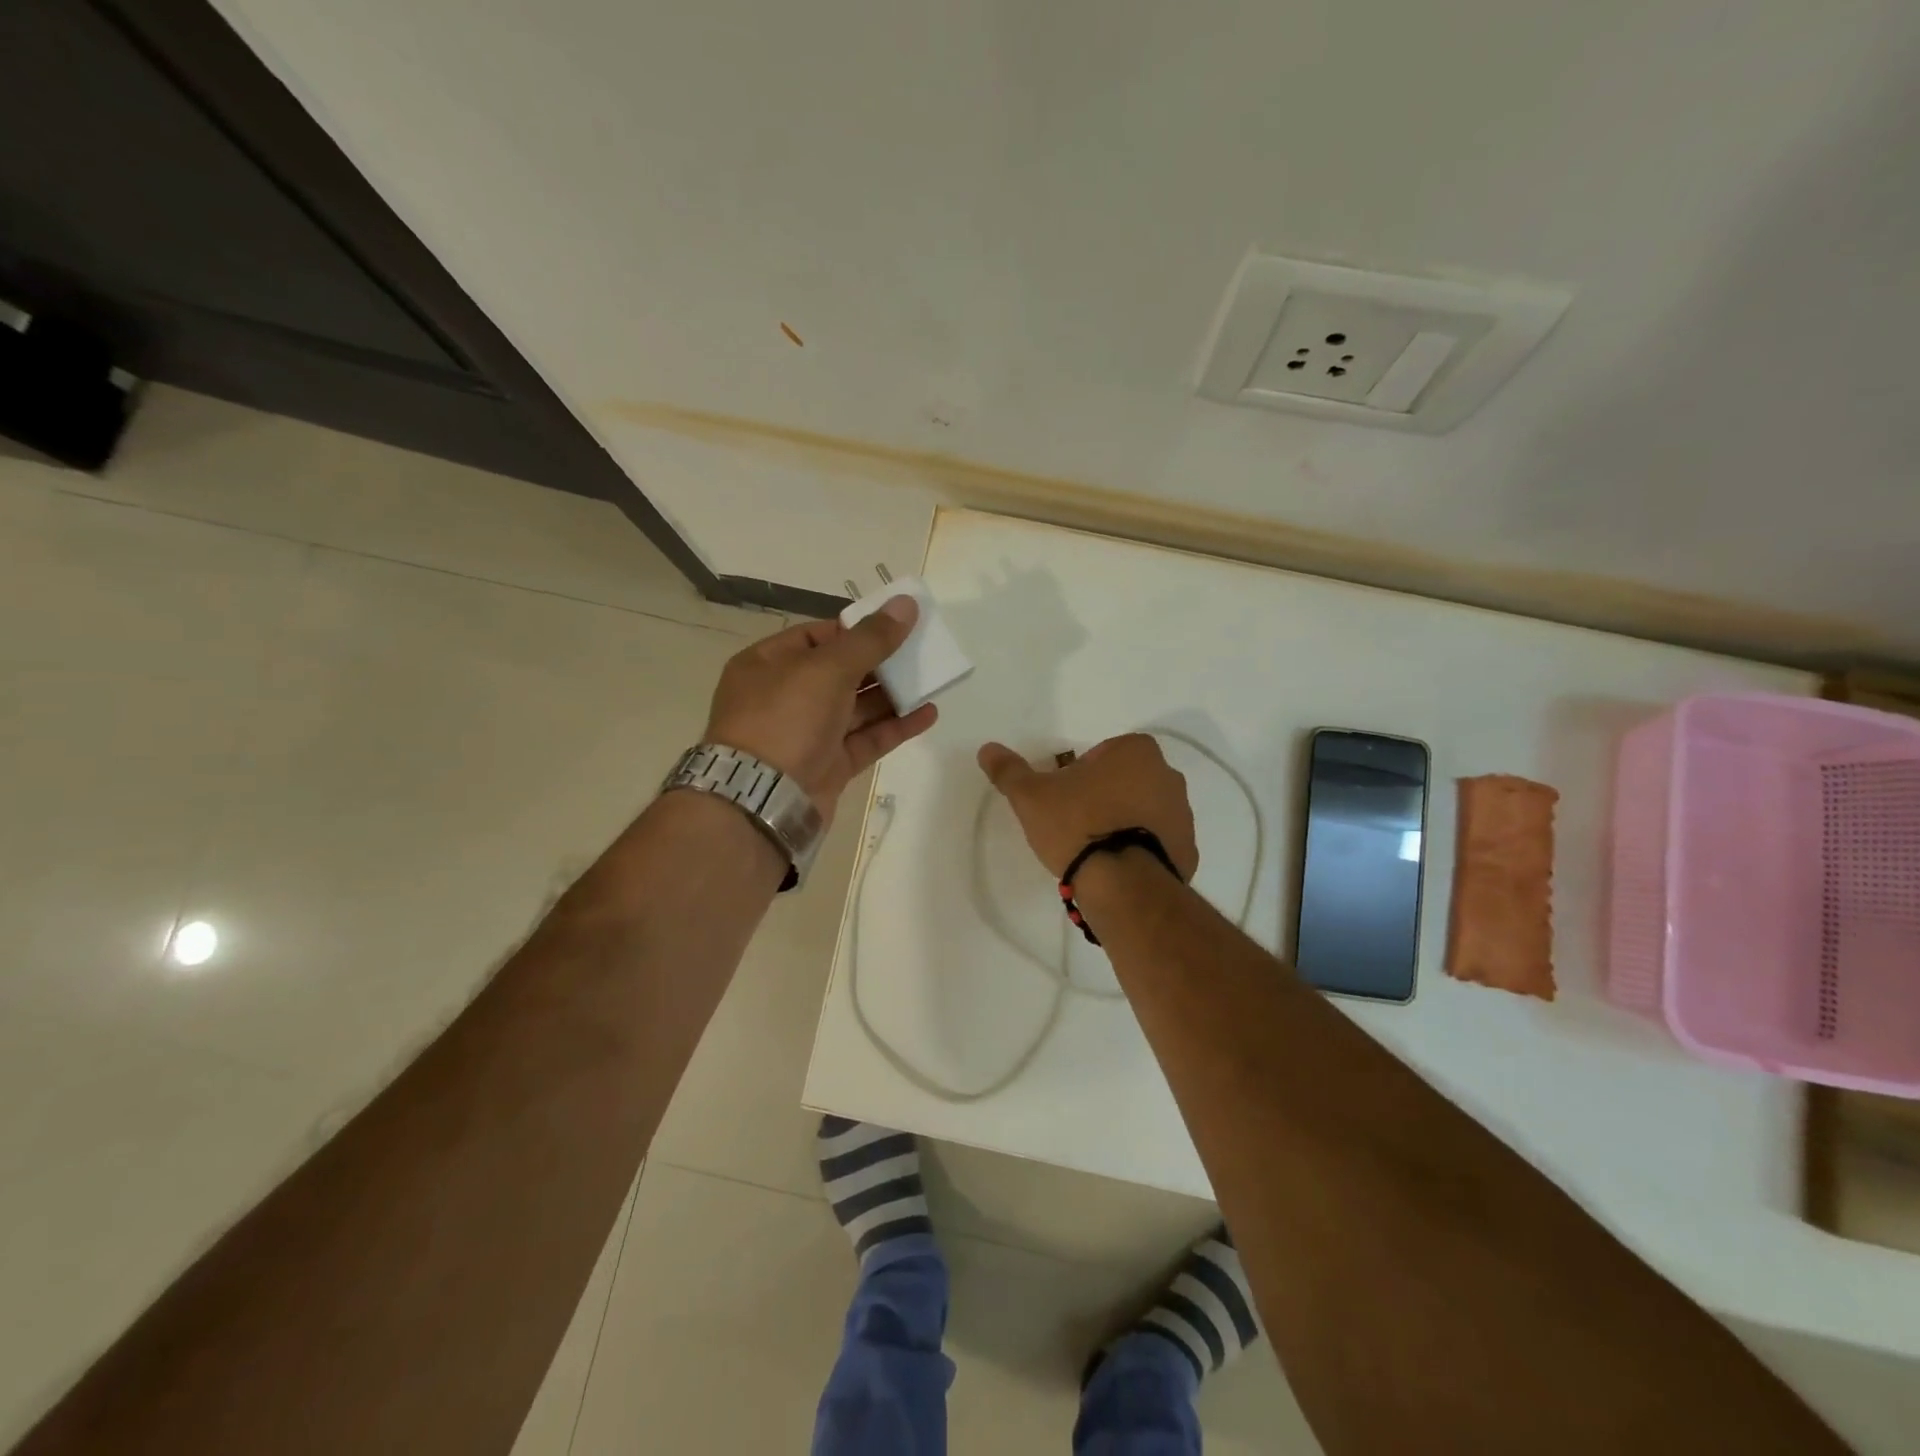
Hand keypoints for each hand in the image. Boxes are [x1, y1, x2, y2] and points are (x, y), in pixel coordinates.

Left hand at [705, 597, 936, 819]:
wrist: (762, 799)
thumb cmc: (785, 718)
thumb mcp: (827, 668)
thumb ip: (870, 638)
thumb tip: (906, 604)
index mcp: (768, 664)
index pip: (817, 636)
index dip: (856, 629)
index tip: (895, 625)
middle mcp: (785, 697)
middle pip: (841, 671)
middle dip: (881, 662)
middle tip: (921, 650)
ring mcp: (807, 734)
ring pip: (857, 707)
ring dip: (893, 694)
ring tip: (933, 679)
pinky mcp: (828, 766)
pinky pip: (866, 739)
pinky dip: (895, 726)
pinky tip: (928, 714)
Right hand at [977, 733, 1197, 879]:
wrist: (1121, 882)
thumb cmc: (1077, 824)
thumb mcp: (1032, 796)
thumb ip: (1010, 771)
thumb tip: (987, 749)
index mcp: (1136, 751)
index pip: (1101, 755)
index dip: (1078, 775)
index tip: (1065, 799)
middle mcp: (1168, 775)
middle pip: (1125, 780)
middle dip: (1104, 797)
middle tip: (1076, 824)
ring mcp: (1183, 814)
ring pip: (1144, 810)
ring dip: (1124, 822)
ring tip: (1096, 851)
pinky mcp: (1188, 850)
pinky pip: (1159, 842)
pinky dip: (1141, 850)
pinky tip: (1117, 868)